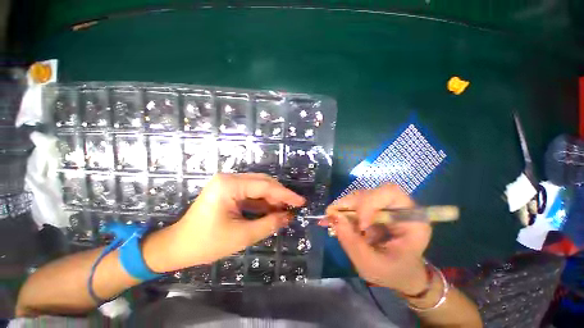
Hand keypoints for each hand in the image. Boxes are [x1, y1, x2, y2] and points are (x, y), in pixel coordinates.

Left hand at [148, 173, 304, 271]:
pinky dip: (263, 202)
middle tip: (294, 207)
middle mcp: (229, 178)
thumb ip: (268, 224)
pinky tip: (273, 210)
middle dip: (280, 195)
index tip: (301, 201)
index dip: (285, 194)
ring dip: (272, 198)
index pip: (265, 186)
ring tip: (285, 210)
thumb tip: (288, 216)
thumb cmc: (205, 243)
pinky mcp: (229, 190)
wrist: (177, 246)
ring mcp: (228, 183)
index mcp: (229, 185)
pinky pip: (251, 193)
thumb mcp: (241, 236)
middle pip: (263, 182)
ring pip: (259, 187)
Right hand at [324, 184, 431, 294]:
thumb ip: (353, 243)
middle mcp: (397, 207)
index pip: (390, 193)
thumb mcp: (373, 266)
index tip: (361, 225)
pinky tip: (333, 219)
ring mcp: (382, 206)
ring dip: (343, 207)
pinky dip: (341, 210)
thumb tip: (334, 217)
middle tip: (333, 217)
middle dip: (350, 205)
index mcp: (411, 219)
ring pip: (359, 196)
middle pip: (370, 193)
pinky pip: (353, 203)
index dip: (370, 202)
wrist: (399, 273)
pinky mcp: (371, 209)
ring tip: (332, 220)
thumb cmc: (393, 272)